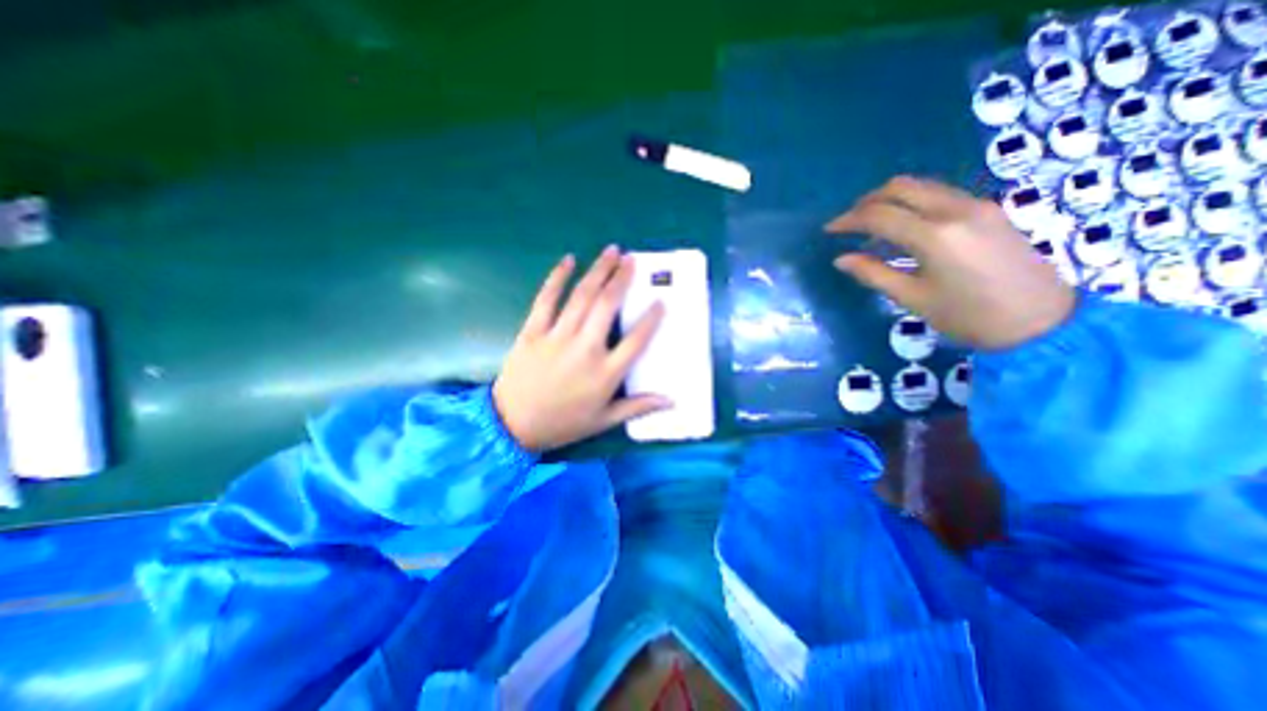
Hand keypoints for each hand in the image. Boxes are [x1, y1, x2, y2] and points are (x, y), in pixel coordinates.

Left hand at [489, 247, 666, 450]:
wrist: (512, 425)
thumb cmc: (563, 423)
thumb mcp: (604, 420)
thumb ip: (638, 407)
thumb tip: (671, 401)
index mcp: (605, 373)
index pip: (636, 340)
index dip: (651, 319)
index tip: (660, 301)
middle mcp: (585, 349)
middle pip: (607, 306)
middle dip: (621, 279)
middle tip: (631, 260)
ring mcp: (557, 337)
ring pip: (582, 297)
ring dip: (598, 271)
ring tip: (611, 252)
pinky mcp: (532, 332)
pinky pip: (546, 299)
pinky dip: (557, 278)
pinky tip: (568, 261)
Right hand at [829, 171, 1073, 347]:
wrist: (1042, 320)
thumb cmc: (968, 316)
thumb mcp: (912, 298)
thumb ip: (873, 273)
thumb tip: (841, 260)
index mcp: (934, 235)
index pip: (879, 215)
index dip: (848, 220)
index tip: (829, 230)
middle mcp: (955, 210)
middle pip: (900, 187)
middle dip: (867, 201)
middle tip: (849, 223)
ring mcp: (976, 205)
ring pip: (922, 186)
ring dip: (890, 198)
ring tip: (871, 224)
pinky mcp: (988, 210)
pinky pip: (940, 193)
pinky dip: (913, 202)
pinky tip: (904, 225)